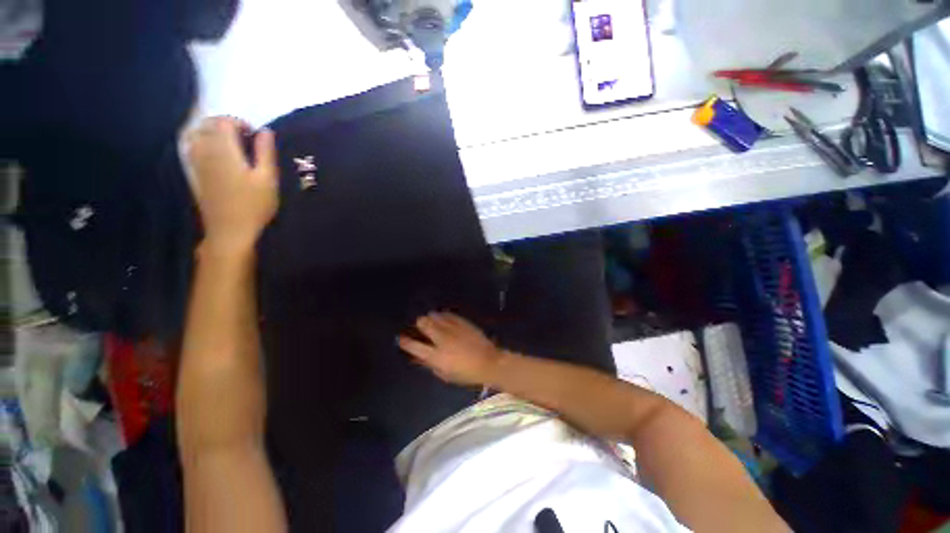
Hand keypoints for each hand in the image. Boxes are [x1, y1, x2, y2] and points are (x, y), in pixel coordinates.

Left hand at [183, 116, 277, 253]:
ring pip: (197, 134)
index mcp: (224, 150)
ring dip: (213, 132)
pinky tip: (217, 153)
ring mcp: (196, 162)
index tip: (255, 135)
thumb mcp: (268, 179)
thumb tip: (265, 131)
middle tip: (245, 139)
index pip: (224, 122)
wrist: (230, 230)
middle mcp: (205, 151)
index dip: (240, 123)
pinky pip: (192, 147)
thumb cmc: (254, 205)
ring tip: (232, 145)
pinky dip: (203, 142)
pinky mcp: (194, 173)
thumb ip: (266, 152)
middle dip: (226, 125)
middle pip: (208, 124)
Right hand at [399, 312, 506, 385]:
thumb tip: (417, 357)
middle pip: (423, 323)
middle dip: (419, 323)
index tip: (401, 338)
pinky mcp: (462, 322)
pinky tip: (443, 318)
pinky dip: (443, 315)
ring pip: (435, 316)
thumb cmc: (466, 373)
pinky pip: (448, 314)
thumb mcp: (445, 374)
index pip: (414, 346)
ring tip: (432, 320)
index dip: (405, 341)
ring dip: (431, 318)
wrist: (489, 362)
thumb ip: (429, 364)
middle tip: (421, 326)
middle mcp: (442, 339)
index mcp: (436, 356)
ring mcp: (452, 328)